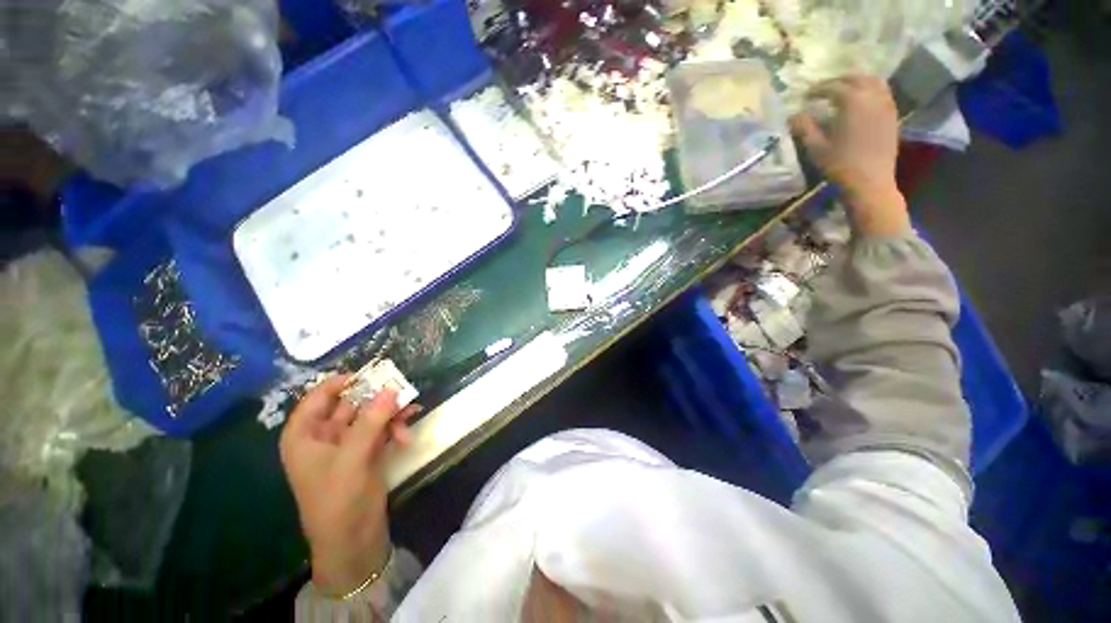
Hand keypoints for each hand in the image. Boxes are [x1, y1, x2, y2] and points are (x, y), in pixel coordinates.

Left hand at [279, 375, 417, 596]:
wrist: (353, 542)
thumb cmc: (338, 502)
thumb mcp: (352, 459)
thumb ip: (371, 422)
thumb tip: (392, 388)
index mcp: (305, 435)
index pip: (319, 396)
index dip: (343, 382)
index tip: (374, 373)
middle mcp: (324, 436)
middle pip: (350, 403)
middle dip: (377, 398)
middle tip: (402, 391)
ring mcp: (347, 444)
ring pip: (370, 415)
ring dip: (391, 414)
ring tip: (411, 413)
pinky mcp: (366, 453)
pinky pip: (381, 429)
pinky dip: (395, 427)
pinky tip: (407, 433)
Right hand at [790, 75, 909, 236]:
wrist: (869, 182)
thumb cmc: (840, 165)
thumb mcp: (816, 148)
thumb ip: (804, 128)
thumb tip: (793, 116)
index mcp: (852, 102)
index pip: (833, 87)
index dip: (818, 89)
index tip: (806, 95)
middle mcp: (872, 97)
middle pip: (856, 78)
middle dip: (839, 81)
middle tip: (824, 89)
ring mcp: (886, 105)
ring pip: (873, 82)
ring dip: (857, 82)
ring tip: (844, 91)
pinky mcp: (892, 116)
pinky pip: (883, 93)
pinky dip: (870, 91)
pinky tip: (860, 102)